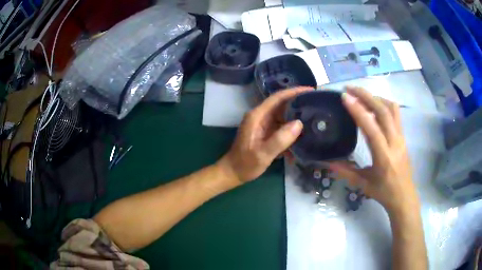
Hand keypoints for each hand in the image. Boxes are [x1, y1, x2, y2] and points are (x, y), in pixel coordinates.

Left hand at [218, 87, 312, 182]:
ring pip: (283, 116)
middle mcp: (261, 117)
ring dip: (297, 118)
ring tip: (314, 119)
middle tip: (317, 105)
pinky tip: (303, 137)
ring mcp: (263, 125)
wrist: (233, 173)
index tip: (310, 90)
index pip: (277, 98)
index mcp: (257, 116)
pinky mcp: (266, 133)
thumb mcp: (263, 154)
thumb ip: (280, 139)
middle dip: (298, 104)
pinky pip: (282, 127)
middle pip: (282, 105)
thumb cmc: (245, 164)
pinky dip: (292, 131)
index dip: (293, 92)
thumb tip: (299, 123)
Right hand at [329, 87, 418, 213]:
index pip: (371, 127)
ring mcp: (401, 137)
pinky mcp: (403, 136)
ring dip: (376, 97)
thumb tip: (327, 162)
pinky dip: (384, 104)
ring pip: (391, 108)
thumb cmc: (384, 192)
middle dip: (366, 96)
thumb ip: (345, 172)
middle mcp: (394, 142)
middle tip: (349, 88)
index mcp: (384, 156)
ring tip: (361, 95)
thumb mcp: (363, 184)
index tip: (345, 97)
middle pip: (383, 111)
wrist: (404, 196)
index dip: (358, 110)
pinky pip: (395, 113)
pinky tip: (375, 106)